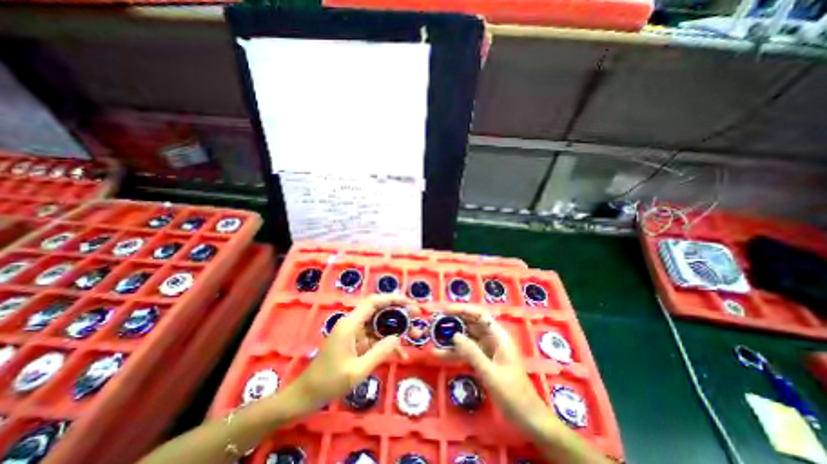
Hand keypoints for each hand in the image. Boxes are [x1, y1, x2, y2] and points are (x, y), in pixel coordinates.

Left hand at [290, 295, 420, 411]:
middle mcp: (353, 323)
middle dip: (399, 313)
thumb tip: (398, 337)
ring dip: (397, 329)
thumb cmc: (329, 383)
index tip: (409, 303)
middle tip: (416, 317)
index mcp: (350, 324)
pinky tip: (401, 355)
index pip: (373, 302)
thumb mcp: (357, 370)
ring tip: (415, 336)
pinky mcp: (356, 342)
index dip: (392, 298)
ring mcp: (354, 333)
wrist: (306, 396)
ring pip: (380, 324)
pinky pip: (375, 338)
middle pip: (379, 311)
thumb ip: (380, 352)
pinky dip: (387, 344)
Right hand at [442, 305, 549, 426]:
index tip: (446, 310)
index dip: (463, 309)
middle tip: (435, 321)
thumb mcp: (491, 373)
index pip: (480, 315)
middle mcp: (492, 339)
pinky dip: (454, 352)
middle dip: (454, 321)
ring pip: (467, 338)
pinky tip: (439, 353)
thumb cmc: (513, 394)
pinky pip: (466, 352)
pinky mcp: (482, 360)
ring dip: (451, 337)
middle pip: (471, 324)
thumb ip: (472, 353)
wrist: (527, 418)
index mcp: (499, 337)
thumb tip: (454, 335)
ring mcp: (487, 350)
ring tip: (433, 335)